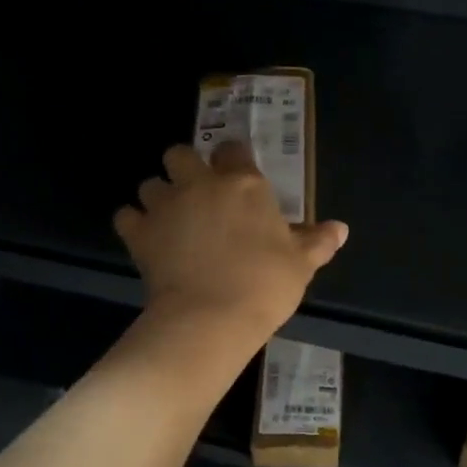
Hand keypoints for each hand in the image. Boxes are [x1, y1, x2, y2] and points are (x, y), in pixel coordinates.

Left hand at [116, 142, 348, 337]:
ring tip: (168, 218)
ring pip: (149, 183)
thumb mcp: (301, 264)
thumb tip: (341, 228)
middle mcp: (200, 184)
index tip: (234, 174)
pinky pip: (125, 216)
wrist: (211, 318)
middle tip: (194, 191)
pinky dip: (133, 223)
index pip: (232, 149)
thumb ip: (318, 241)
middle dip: (183, 166)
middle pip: (179, 153)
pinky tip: (144, 238)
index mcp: (243, 184)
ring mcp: (165, 206)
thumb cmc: (264, 284)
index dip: (232, 158)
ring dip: (157, 195)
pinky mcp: (139, 233)